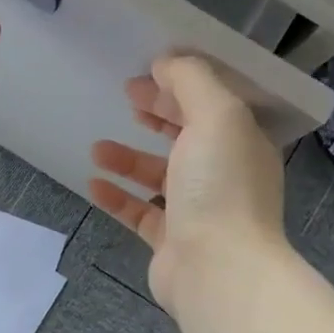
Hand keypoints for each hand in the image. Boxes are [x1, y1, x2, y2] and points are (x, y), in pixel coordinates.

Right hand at [89, 55, 286, 310]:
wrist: (217, 269)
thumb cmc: (219, 186)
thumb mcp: (215, 115)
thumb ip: (190, 81)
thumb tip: (166, 63)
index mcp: (241, 143)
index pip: (211, 105)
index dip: (178, 86)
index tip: (144, 76)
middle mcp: (224, 174)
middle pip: (186, 136)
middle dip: (156, 115)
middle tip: (124, 98)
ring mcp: (198, 210)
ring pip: (160, 176)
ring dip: (129, 158)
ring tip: (98, 147)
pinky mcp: (172, 240)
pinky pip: (141, 212)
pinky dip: (118, 197)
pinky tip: (93, 184)